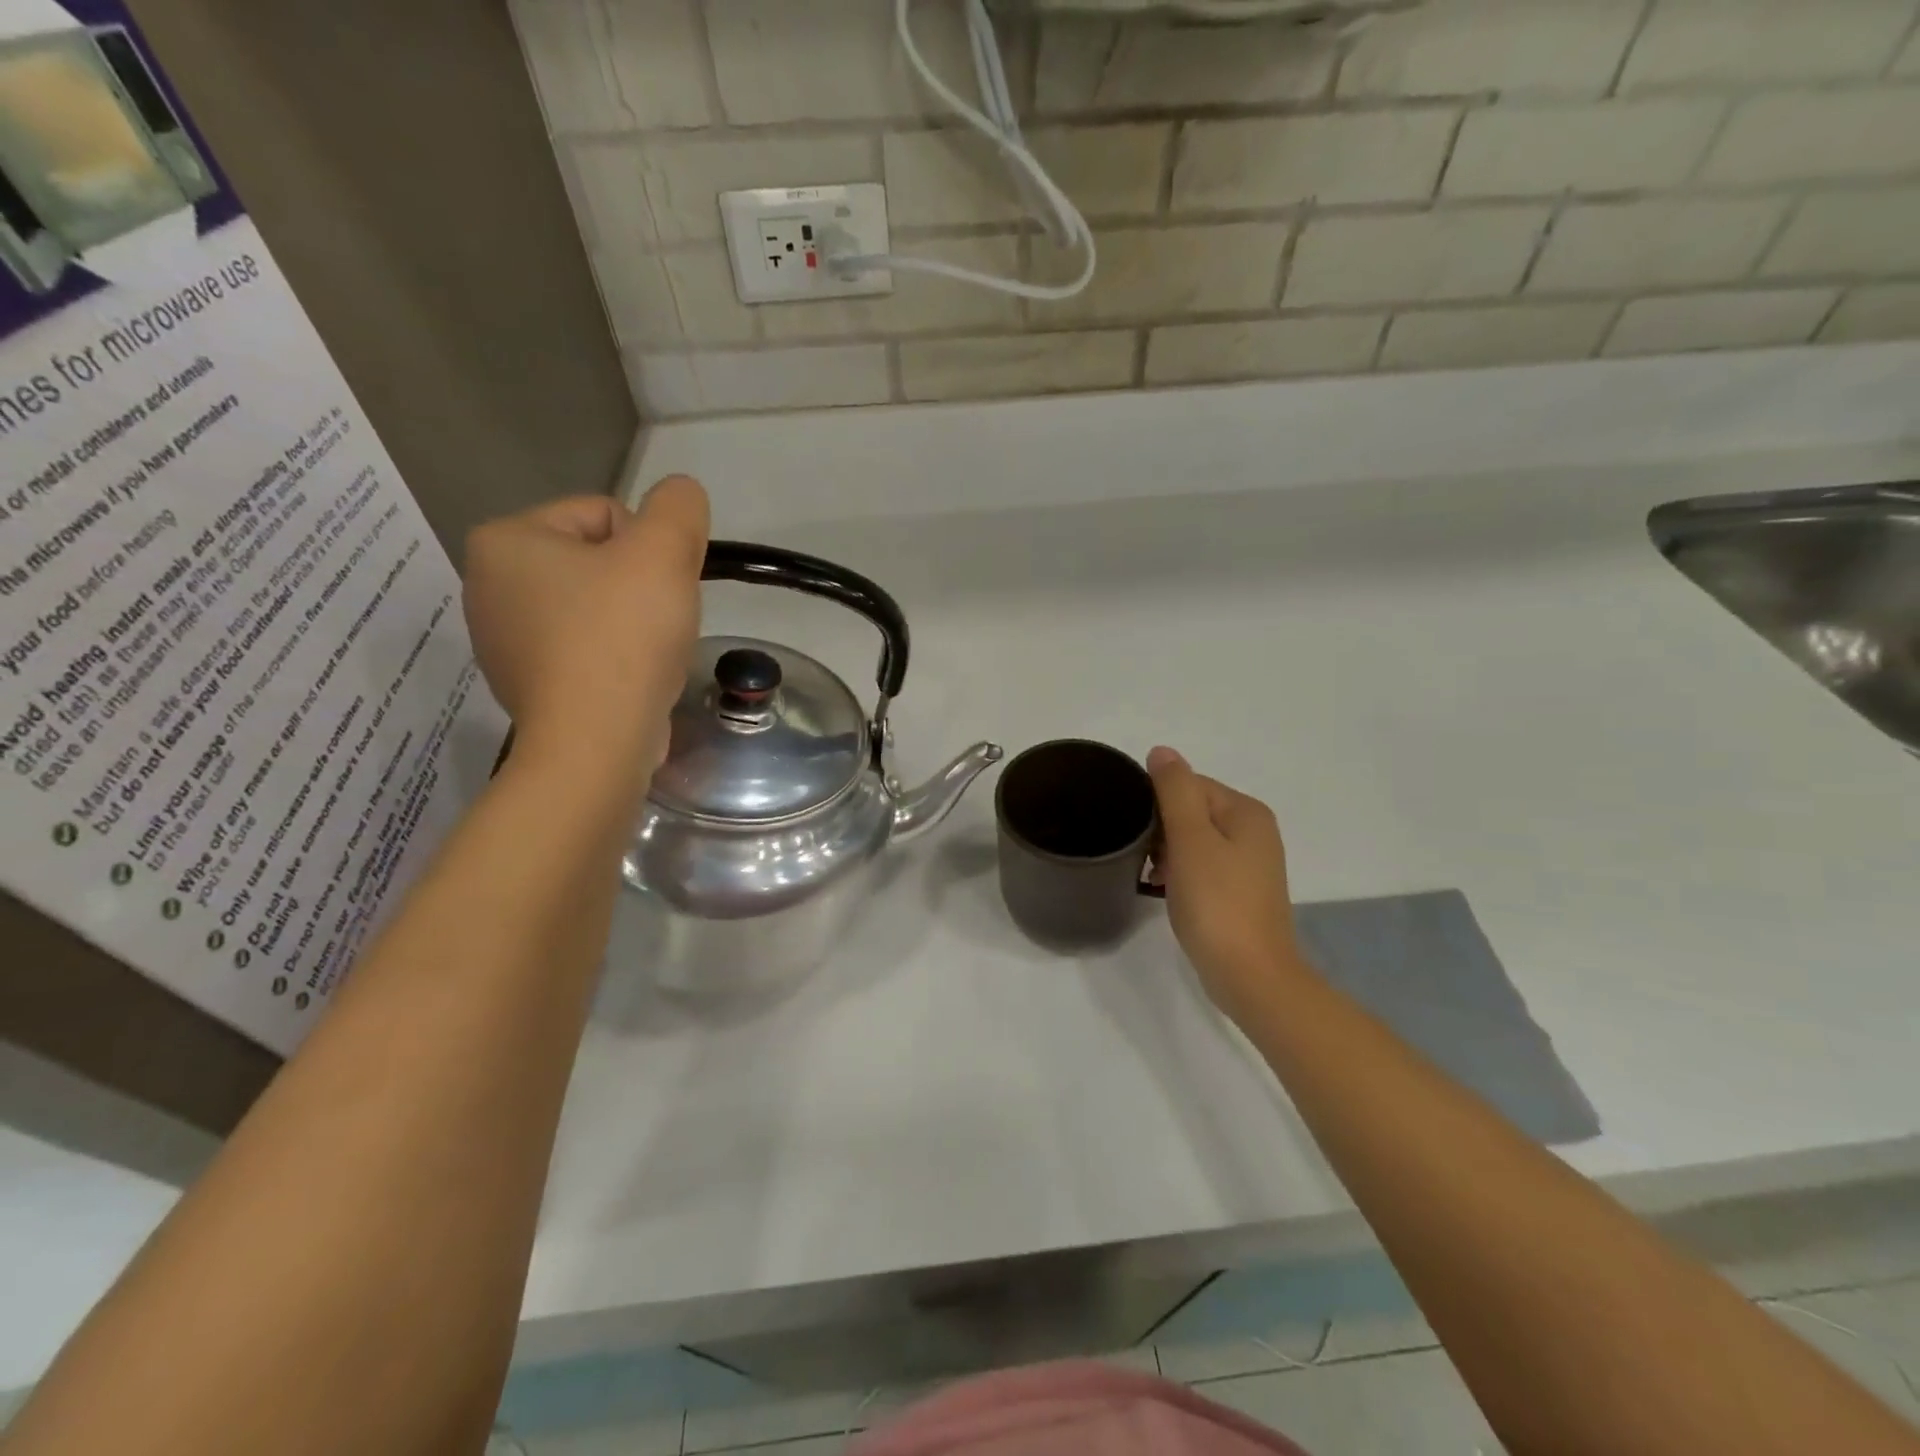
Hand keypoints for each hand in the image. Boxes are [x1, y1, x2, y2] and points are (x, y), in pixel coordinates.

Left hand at [462, 476, 709, 790]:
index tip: (660, 587)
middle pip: (597, 561)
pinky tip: (631, 681)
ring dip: (632, 622)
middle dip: (639, 585)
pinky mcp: (528, 686)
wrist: (596, 743)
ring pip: (594, 608)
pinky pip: (585, 651)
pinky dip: (615, 659)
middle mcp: (487, 586)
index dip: (649, 545)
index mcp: (505, 540)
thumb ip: (678, 507)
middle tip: (660, 621)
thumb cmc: (623, 636)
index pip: (603, 513)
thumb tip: (680, 497)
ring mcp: (502, 642)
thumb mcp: (664, 550)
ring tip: (649, 654)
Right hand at [1147, 746, 1307, 1024]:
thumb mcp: (1191, 839)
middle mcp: (1255, 832)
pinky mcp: (1240, 893)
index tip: (1138, 831)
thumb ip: (1175, 791)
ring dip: (1168, 853)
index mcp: (1247, 812)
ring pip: (1195, 841)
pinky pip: (1202, 867)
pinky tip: (1164, 892)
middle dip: (1162, 829)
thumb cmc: (1217, 903)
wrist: (1250, 976)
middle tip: (1142, 856)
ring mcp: (1250, 865)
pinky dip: (1181, 874)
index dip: (1158, 803)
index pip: (1190, 784)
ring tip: (1150, 877)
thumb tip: (1162, 751)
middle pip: (1193, 811)